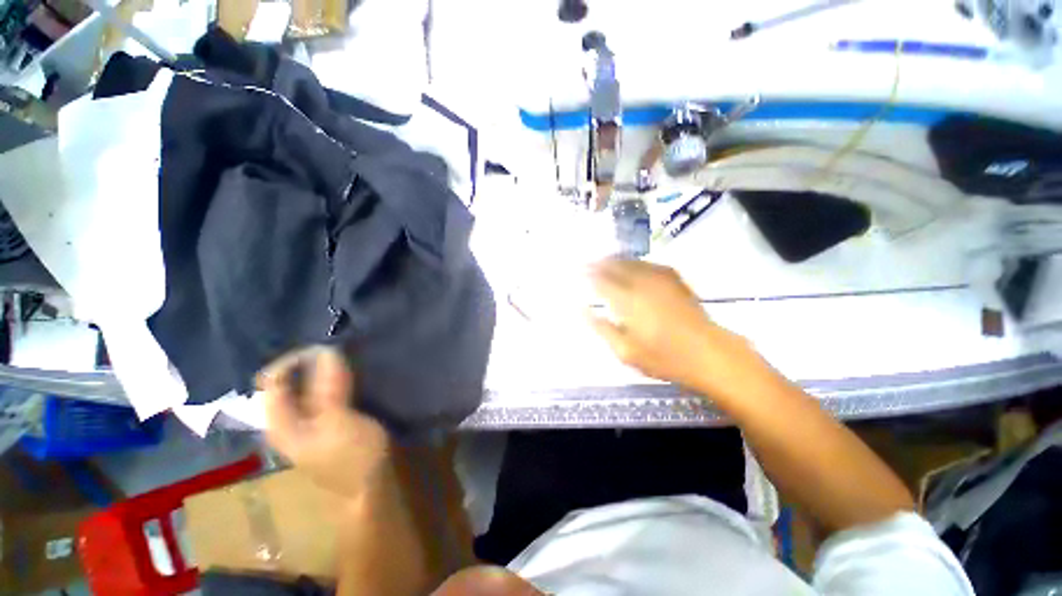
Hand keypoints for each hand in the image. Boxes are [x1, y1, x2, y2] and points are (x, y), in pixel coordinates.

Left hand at [260, 347, 389, 500]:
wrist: (372, 486)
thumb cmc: (352, 456)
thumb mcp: (338, 420)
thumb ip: (328, 386)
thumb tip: (325, 349)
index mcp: (280, 423)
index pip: (273, 381)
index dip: (294, 360)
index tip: (325, 348)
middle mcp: (288, 421)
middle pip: (289, 383)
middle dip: (309, 363)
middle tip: (336, 349)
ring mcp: (309, 423)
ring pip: (307, 388)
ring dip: (323, 371)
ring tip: (345, 357)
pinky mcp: (329, 423)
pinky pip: (325, 394)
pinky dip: (334, 381)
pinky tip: (350, 375)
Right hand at [588, 259, 754, 392]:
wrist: (708, 353)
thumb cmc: (663, 357)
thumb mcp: (625, 351)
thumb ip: (601, 328)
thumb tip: (582, 309)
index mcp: (627, 300)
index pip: (600, 280)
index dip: (586, 274)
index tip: (575, 271)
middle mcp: (641, 283)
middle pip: (614, 264)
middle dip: (597, 262)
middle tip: (585, 263)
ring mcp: (659, 278)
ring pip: (630, 260)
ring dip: (613, 259)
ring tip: (602, 261)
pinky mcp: (673, 278)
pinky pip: (647, 262)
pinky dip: (633, 261)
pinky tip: (629, 265)